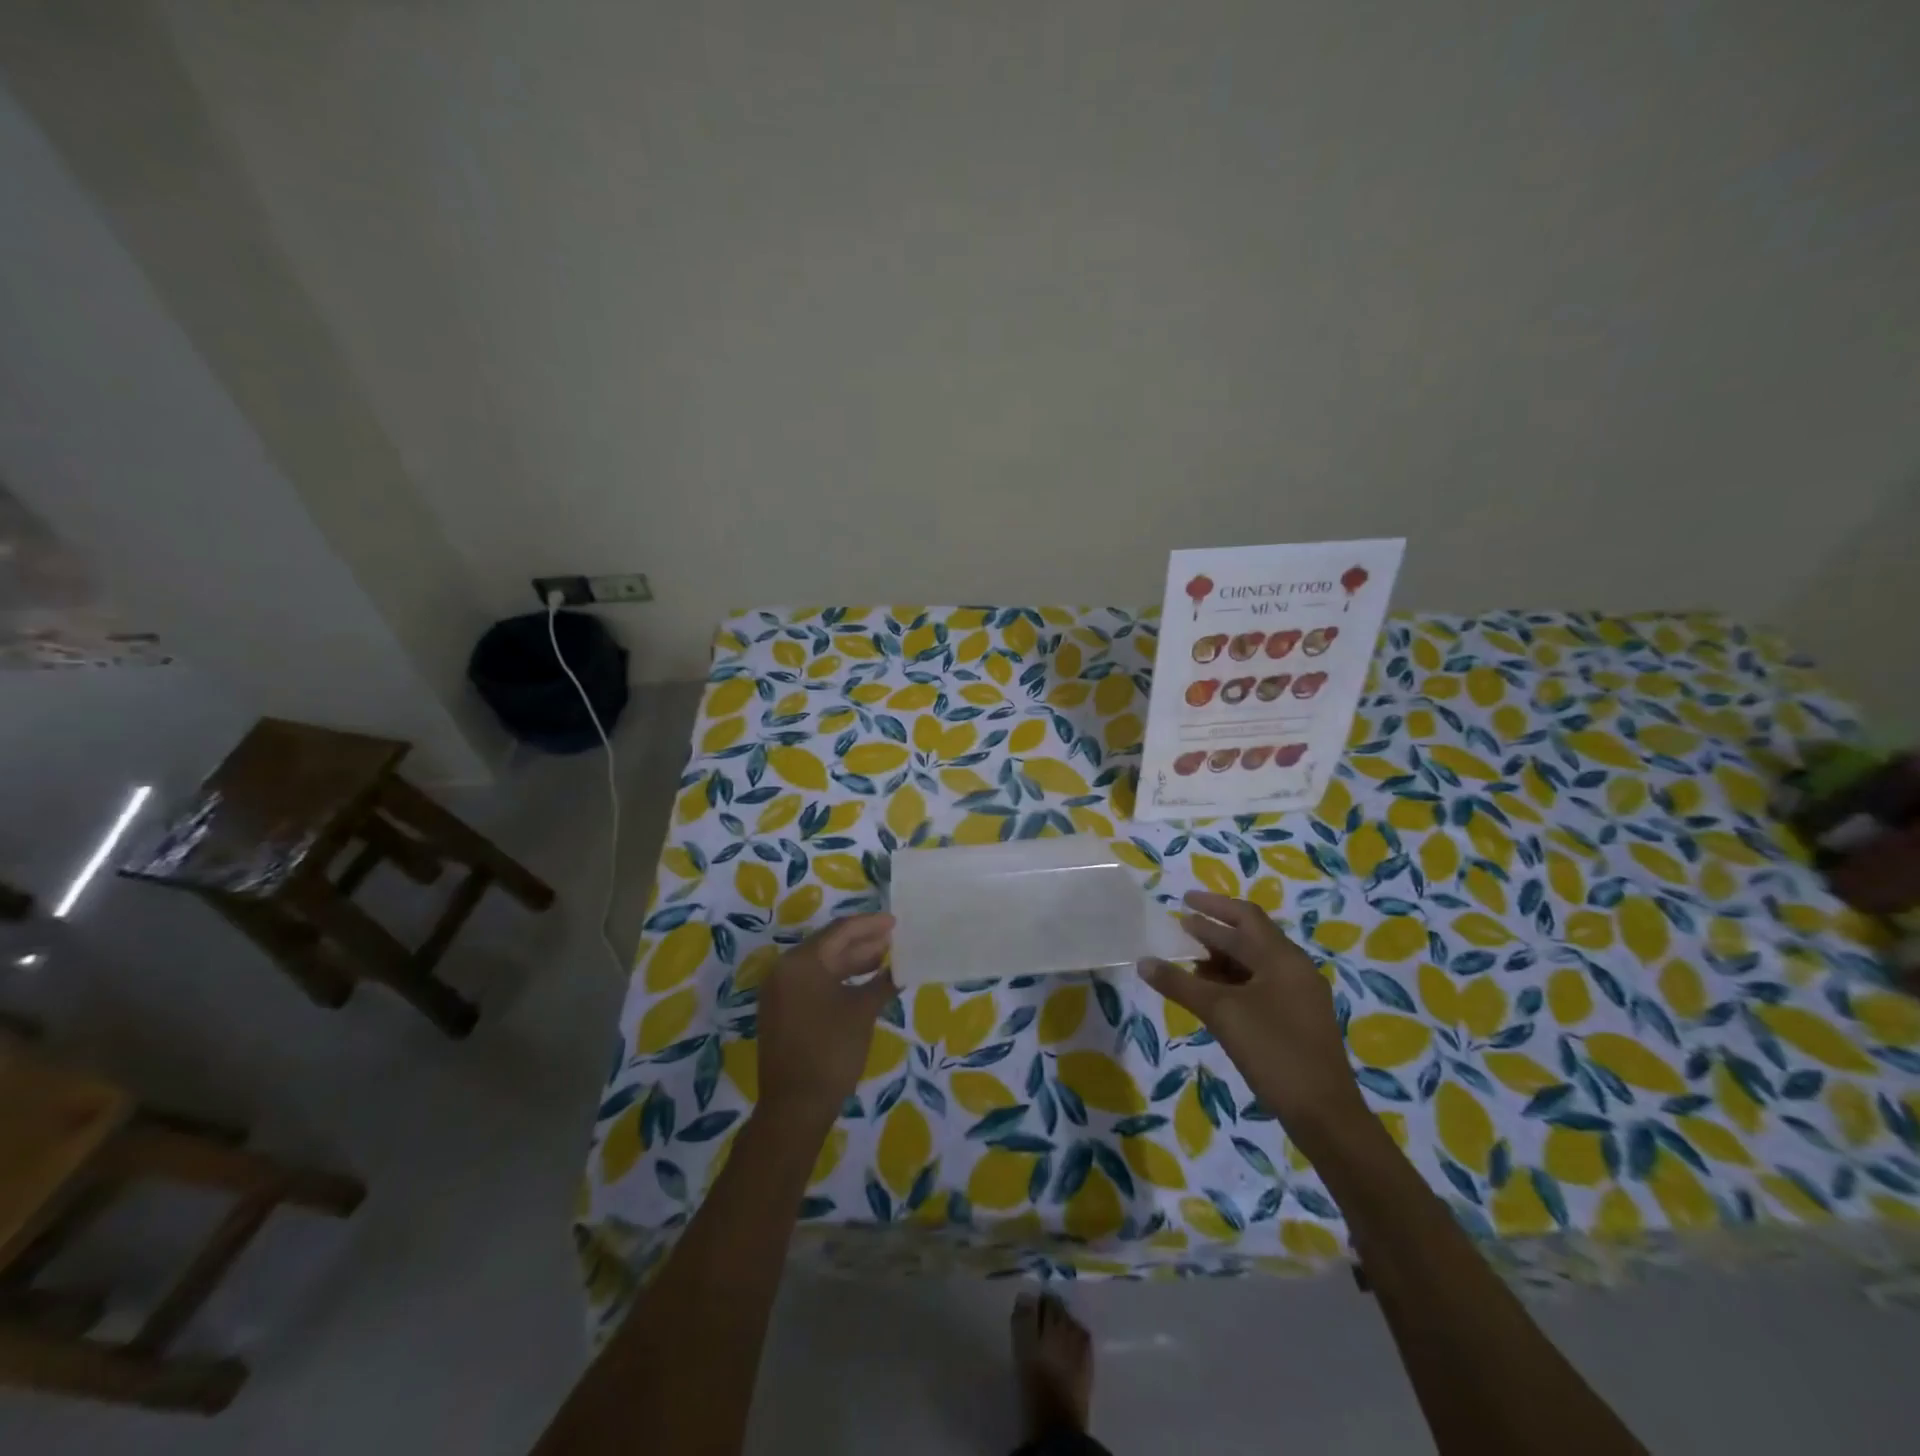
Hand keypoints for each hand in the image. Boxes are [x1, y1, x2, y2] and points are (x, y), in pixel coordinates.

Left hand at [755, 914, 896, 1134]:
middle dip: (863, 942)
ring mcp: (780, 991)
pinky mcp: (782, 1010)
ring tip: (884, 958)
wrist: (795, 1106)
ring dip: (852, 961)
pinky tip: (863, 982)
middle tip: (894, 940)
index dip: (870, 925)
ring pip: (822, 964)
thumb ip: (882, 982)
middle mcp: (785, 969)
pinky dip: (838, 979)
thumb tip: (902, 967)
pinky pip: (813, 982)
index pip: (840, 931)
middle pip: (829, 945)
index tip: (896, 922)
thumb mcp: (862, 1012)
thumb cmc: (831, 1051)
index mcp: (801, 962)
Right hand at [1139, 891, 1364, 1145]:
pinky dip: (1235, 981)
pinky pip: (1262, 985)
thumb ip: (1180, 984)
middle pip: (1252, 937)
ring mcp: (1300, 995)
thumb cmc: (1273, 1050)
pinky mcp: (1299, 1018)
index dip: (1212, 906)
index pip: (1244, 917)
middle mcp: (1295, 969)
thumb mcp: (1221, 1013)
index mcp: (1282, 958)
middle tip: (1182, 927)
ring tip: (1191, 961)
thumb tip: (1143, 962)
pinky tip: (1213, 994)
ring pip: (1256, 963)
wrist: (1324, 1113)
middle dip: (1216, 931)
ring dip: (1224, 958)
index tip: (1183, 900)